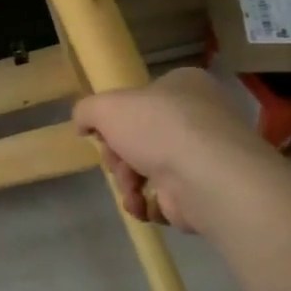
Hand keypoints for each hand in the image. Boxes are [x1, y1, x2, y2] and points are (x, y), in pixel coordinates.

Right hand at [73, 68, 256, 233]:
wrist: (205, 177)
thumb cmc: (158, 128)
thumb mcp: (105, 106)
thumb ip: (86, 110)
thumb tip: (84, 125)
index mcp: (184, 85)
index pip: (142, 99)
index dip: (116, 120)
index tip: (104, 134)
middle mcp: (200, 117)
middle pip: (140, 138)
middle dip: (119, 157)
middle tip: (117, 163)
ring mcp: (205, 156)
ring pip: (149, 169)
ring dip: (129, 182)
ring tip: (132, 189)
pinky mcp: (206, 191)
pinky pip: (164, 197)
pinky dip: (148, 203)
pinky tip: (143, 205)